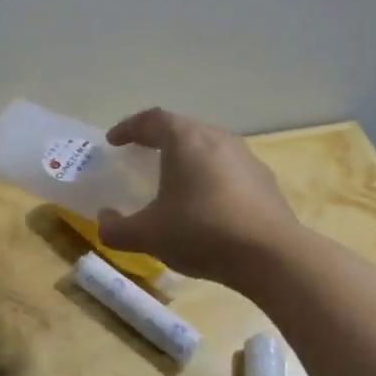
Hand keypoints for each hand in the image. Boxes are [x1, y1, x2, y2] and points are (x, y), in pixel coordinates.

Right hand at [96, 108, 300, 284]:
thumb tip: (104, 220)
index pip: (152, 119)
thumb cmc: (200, 232)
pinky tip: (206, 205)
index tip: (114, 141)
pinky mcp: (265, 183)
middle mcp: (218, 140)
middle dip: (159, 140)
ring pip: (209, 149)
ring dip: (188, 159)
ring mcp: (247, 159)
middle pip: (183, 129)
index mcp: (186, 140)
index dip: (129, 127)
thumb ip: (116, 228)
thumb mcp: (146, 235)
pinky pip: (229, 171)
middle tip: (142, 154)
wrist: (271, 256)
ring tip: (174, 180)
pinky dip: (210, 179)